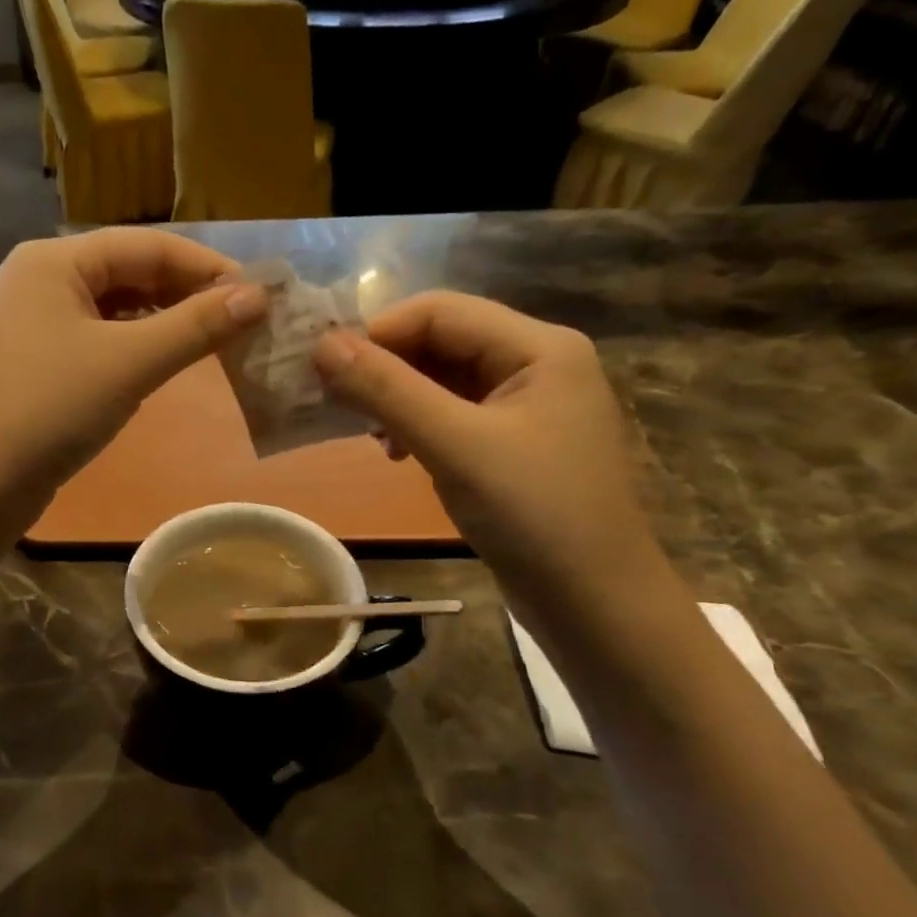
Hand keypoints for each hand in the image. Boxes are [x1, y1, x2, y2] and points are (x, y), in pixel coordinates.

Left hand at [0, 230, 266, 491]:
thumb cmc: (48, 409)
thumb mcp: (129, 363)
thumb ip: (195, 327)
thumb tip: (258, 296)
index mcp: (53, 260)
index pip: (147, 245)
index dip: (206, 267)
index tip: (260, 293)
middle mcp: (38, 280)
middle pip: (128, 272)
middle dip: (186, 295)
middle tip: (243, 322)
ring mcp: (30, 323)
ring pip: (113, 309)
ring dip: (163, 322)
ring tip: (212, 342)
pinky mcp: (32, 363)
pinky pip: (95, 340)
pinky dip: (133, 347)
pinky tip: (159, 364)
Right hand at [314, 293, 662, 607]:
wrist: (595, 605)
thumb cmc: (533, 515)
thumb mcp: (454, 445)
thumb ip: (387, 390)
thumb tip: (321, 344)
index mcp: (538, 346)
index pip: (440, 311)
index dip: (378, 332)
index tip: (324, 369)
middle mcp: (536, 362)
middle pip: (441, 340)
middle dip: (385, 367)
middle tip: (336, 403)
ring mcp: (526, 404)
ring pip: (441, 377)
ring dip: (396, 397)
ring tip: (368, 434)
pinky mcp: (513, 441)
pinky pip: (452, 412)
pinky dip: (416, 424)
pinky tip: (396, 452)